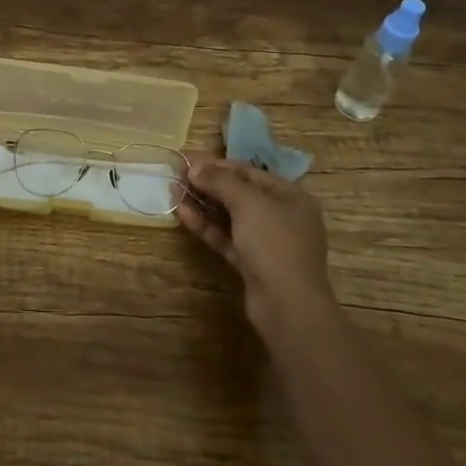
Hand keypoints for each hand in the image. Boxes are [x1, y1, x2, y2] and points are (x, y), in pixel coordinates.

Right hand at [178, 158, 336, 329]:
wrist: (287, 305)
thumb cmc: (274, 243)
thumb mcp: (248, 203)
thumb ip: (221, 181)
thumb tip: (195, 167)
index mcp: (290, 196)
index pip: (250, 172)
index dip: (218, 164)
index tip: (189, 159)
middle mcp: (281, 216)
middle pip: (240, 193)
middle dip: (208, 184)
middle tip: (177, 175)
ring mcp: (267, 242)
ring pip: (231, 217)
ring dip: (203, 204)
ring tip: (174, 193)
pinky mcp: (252, 263)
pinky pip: (227, 237)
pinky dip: (207, 226)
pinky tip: (183, 215)